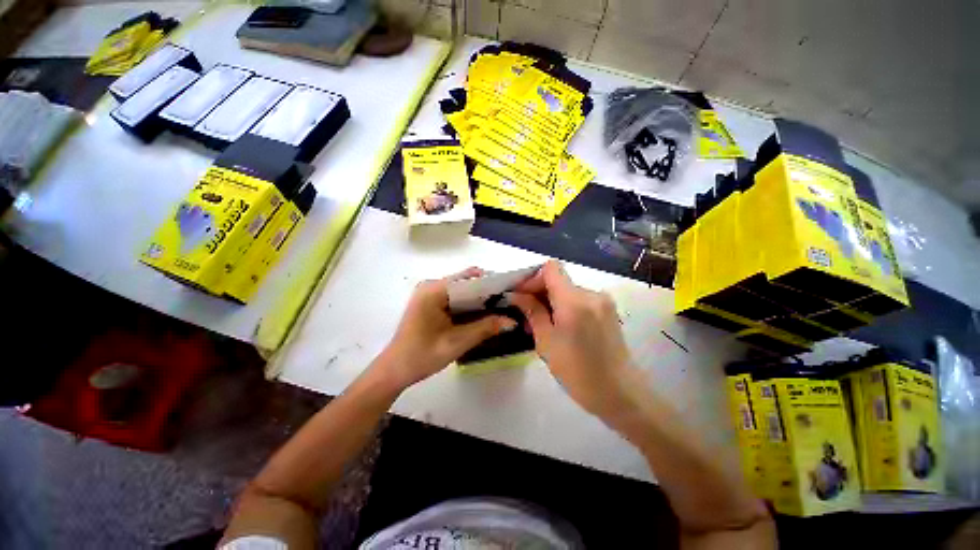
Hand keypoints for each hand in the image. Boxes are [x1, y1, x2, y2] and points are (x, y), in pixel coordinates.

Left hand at [374, 267, 516, 391]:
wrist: (395, 370)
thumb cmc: (422, 356)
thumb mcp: (457, 342)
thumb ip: (485, 328)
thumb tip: (512, 321)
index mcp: (434, 290)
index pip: (469, 279)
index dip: (491, 284)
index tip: (510, 293)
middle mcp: (431, 286)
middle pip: (466, 282)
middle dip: (487, 292)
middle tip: (508, 303)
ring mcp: (430, 293)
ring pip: (462, 290)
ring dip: (479, 298)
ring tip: (500, 308)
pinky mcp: (430, 302)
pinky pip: (455, 297)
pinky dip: (469, 304)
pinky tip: (482, 314)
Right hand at [509, 261, 636, 417]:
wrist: (620, 393)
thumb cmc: (577, 372)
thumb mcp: (546, 342)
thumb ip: (532, 312)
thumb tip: (516, 295)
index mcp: (574, 301)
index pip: (551, 268)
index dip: (533, 278)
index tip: (522, 296)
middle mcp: (591, 294)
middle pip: (559, 279)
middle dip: (539, 292)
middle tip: (526, 313)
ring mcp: (602, 301)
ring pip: (568, 290)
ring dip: (552, 301)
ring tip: (542, 324)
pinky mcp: (608, 310)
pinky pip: (580, 299)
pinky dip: (566, 306)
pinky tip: (560, 326)